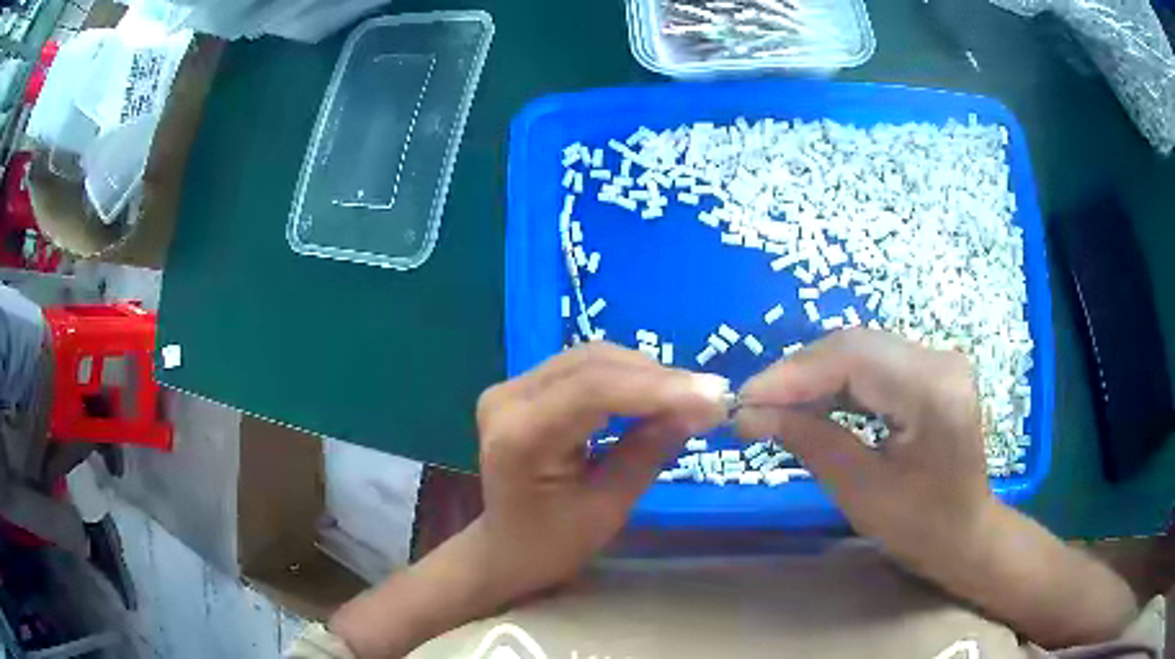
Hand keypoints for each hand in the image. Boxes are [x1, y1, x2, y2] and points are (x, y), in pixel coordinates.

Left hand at [330, 343, 728, 656]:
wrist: (501, 551)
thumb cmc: (547, 546)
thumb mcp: (607, 508)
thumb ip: (647, 449)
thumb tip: (696, 405)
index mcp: (517, 434)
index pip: (595, 389)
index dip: (658, 387)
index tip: (711, 395)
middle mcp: (503, 398)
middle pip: (591, 362)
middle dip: (655, 374)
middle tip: (706, 394)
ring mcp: (506, 390)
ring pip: (587, 358)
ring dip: (640, 371)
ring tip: (686, 394)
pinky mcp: (516, 391)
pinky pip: (579, 368)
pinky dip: (621, 376)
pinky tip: (651, 392)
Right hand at [735, 327, 990, 566]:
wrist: (964, 533)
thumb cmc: (920, 526)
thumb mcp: (862, 493)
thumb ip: (811, 442)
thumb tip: (750, 415)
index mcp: (934, 391)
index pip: (853, 359)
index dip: (793, 375)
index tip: (743, 400)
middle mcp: (939, 359)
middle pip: (855, 345)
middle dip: (797, 374)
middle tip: (752, 404)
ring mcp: (937, 359)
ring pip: (860, 349)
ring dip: (813, 376)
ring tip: (773, 406)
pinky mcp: (929, 369)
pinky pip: (873, 363)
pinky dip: (835, 382)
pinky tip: (810, 403)